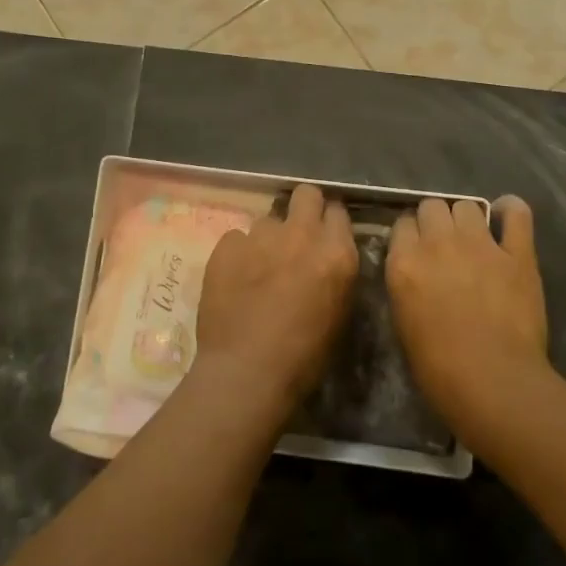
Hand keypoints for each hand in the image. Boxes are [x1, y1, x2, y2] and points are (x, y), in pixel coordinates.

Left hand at [194, 184, 358, 413]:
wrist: (246, 372)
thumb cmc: (303, 357)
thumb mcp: (339, 313)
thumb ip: (336, 273)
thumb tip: (327, 258)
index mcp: (336, 253)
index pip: (338, 212)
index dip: (330, 222)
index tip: (325, 235)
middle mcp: (301, 234)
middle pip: (306, 193)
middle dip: (304, 208)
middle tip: (297, 235)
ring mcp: (260, 236)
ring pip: (268, 219)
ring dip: (269, 237)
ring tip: (260, 266)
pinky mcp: (226, 246)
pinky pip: (237, 238)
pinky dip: (239, 253)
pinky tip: (235, 278)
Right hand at [386, 196, 549, 435]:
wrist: (493, 382)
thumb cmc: (438, 368)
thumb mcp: (403, 322)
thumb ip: (405, 285)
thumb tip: (413, 271)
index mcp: (404, 262)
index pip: (401, 223)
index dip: (410, 235)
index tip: (416, 249)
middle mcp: (438, 243)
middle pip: (431, 206)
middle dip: (435, 221)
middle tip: (444, 245)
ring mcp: (480, 244)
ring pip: (466, 205)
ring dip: (466, 219)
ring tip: (473, 239)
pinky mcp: (517, 253)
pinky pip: (516, 213)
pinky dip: (511, 210)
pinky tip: (506, 218)